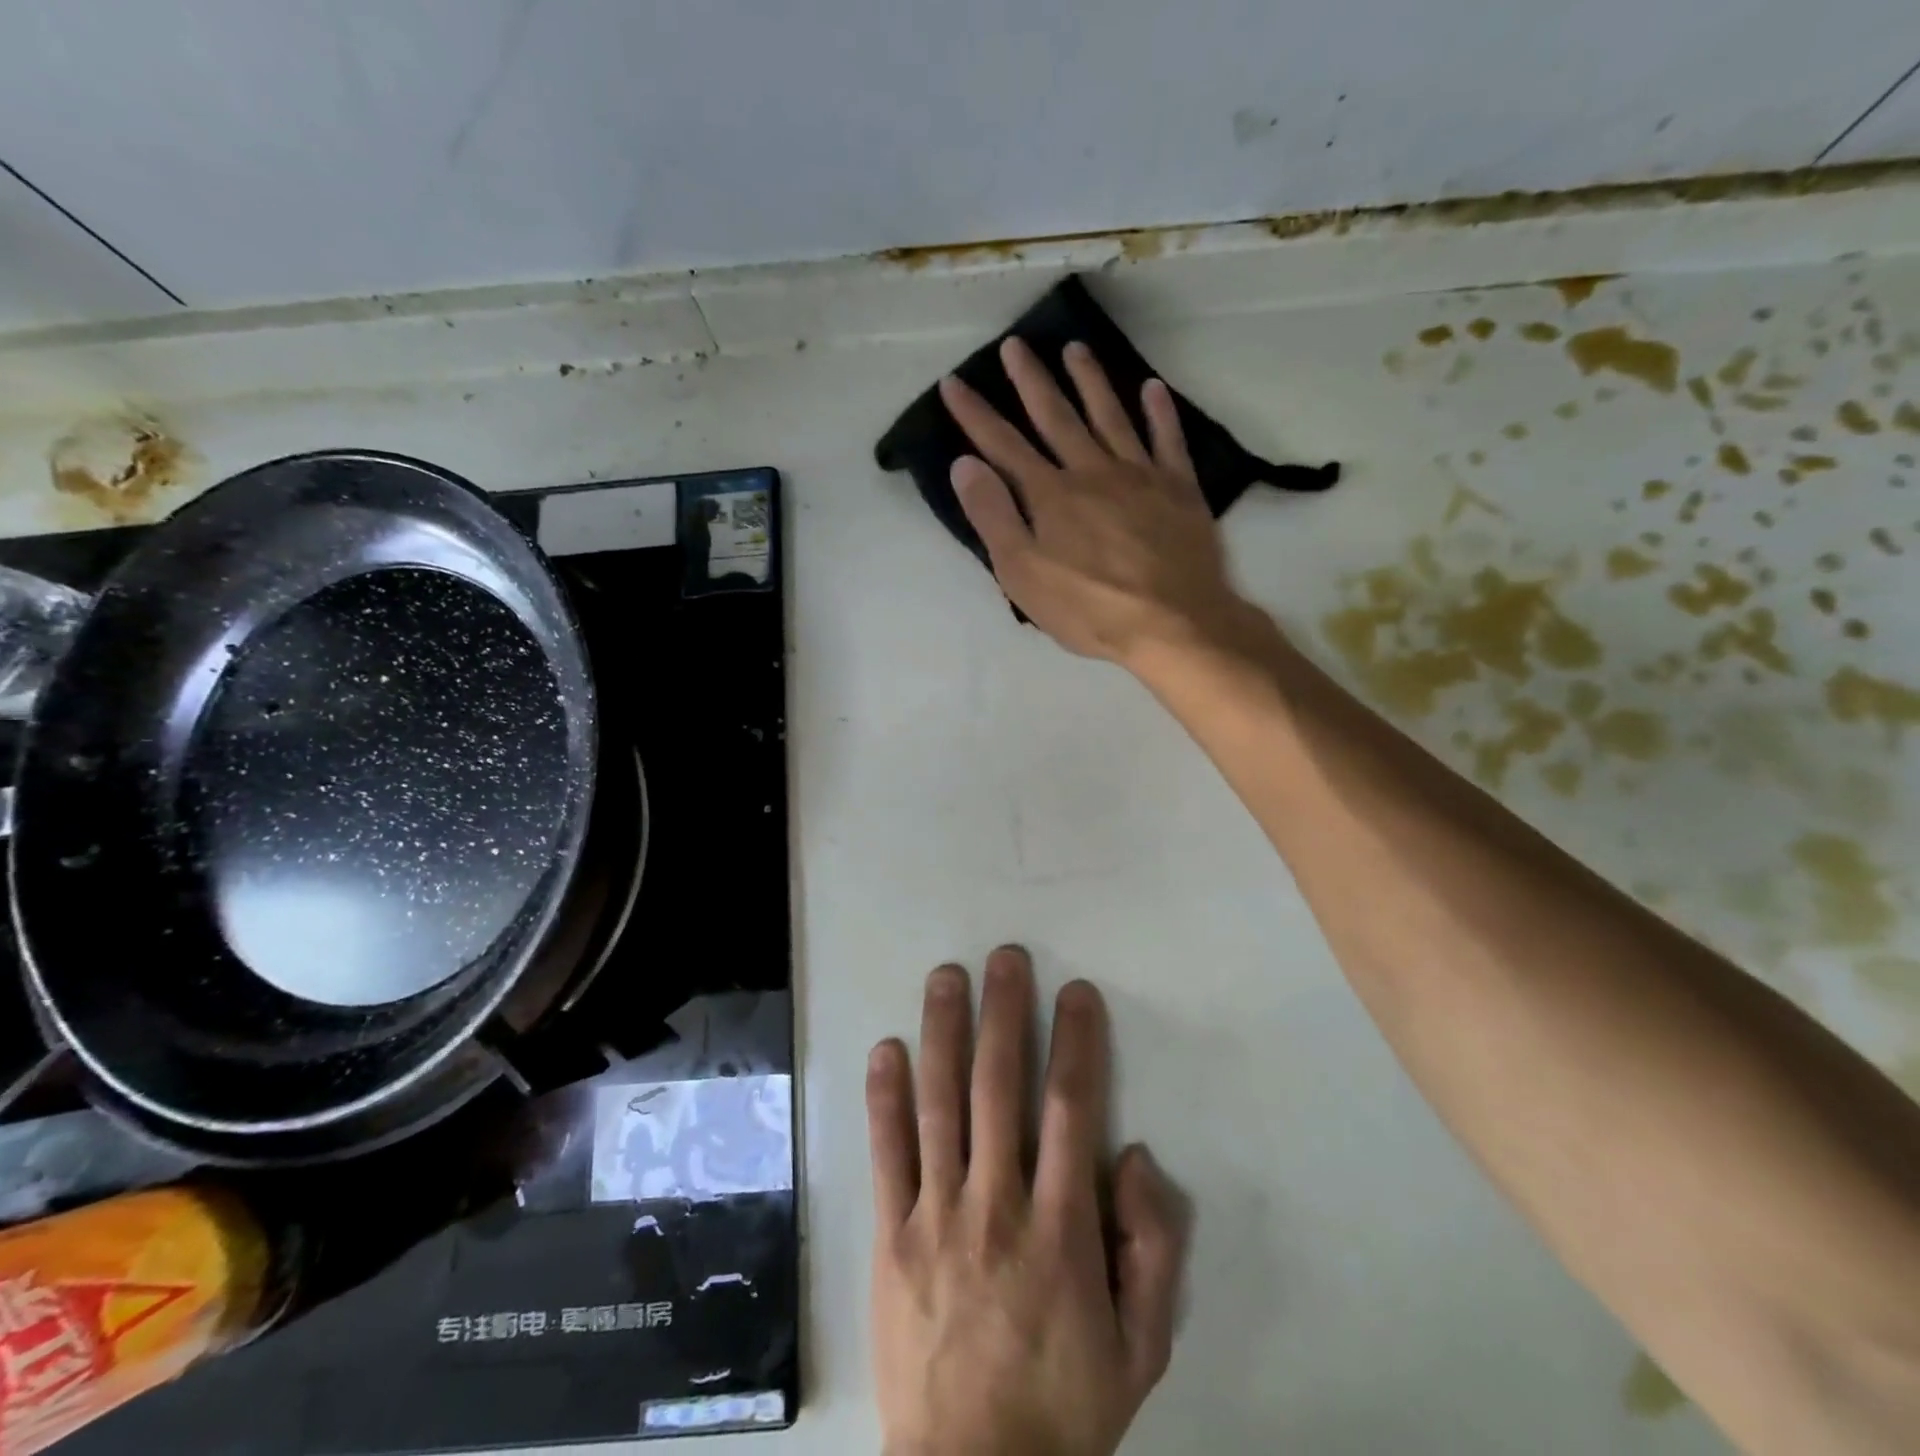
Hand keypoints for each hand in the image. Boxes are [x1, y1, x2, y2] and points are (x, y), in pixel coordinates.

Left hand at [866, 947, 1183, 1455]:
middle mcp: (996, 1204)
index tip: (1076, 993)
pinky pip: (886, 1153)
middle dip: (1004, 1015)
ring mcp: (936, 1215)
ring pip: (940, 1103)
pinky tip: (887, 1048)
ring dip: (943, 1032)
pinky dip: (885, 1097)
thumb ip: (1152, 1249)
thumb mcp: (1141, 1346)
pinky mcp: (890, 1235)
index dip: (1076, 1043)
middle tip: (1005, 958)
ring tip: (947, 977)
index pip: (1072, 1110)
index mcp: (1061, 1228)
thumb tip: (1134, 1157)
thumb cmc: (1065, 1404)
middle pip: (1000, 1088)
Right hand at [939, 338, 1261, 666]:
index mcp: (1050, 495)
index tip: (954, 381)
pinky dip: (1160, 412)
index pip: (1003, 445)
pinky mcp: (1179, 488)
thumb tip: (965, 464)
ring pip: (1110, 416)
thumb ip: (994, 517)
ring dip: (1090, 380)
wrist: (1172, 622)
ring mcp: (1139, 475)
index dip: (976, 414)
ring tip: (1076, 348)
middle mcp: (1092, 471)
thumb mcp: (1023, 574)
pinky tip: (1151, 388)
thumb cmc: (1088, 608)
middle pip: (1056, 417)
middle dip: (1031, 381)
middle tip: (1015, 344)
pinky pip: (1168, 439)